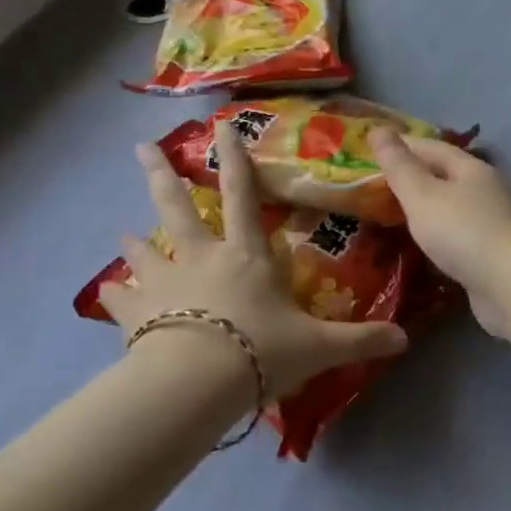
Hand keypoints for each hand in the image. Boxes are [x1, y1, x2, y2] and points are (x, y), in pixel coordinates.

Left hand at [99, 122, 406, 397]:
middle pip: (177, 207)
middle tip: (140, 147)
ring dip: (134, 241)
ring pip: (144, 250)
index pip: (243, 196)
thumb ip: (360, 340)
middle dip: (161, 174)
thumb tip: (404, 339)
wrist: (195, 383)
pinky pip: (120, 299)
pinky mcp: (136, 315)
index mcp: (246, 255)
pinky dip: (113, 295)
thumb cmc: (260, 351)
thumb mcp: (318, 347)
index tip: (222, 126)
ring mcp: (164, 283)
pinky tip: (105, 293)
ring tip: (121, 233)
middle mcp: (202, 258)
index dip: (236, 160)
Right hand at [368, 129, 510, 337]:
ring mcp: (496, 222)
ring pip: (455, 206)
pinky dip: (440, 235)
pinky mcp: (496, 253)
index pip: (434, 147)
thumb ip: (399, 166)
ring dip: (429, 207)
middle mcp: (488, 190)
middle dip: (417, 176)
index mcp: (473, 169)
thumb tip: (378, 129)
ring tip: (398, 214)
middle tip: (382, 184)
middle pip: (448, 175)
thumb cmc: (463, 231)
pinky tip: (426, 246)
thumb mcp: (422, 195)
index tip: (376, 148)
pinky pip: (461, 235)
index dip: (405, 145)